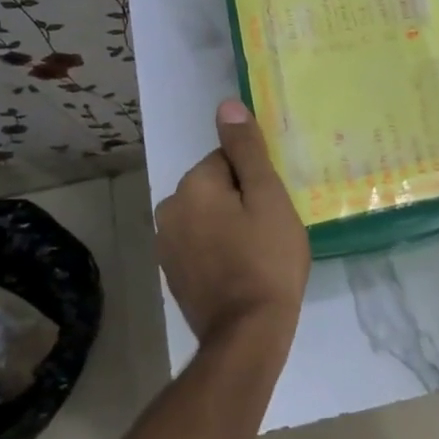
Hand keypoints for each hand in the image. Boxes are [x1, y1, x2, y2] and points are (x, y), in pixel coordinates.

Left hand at [155, 99, 310, 353]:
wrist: (247, 332)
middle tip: (269, 229)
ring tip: (257, 251)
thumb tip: (226, 106)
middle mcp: (169, 209)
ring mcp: (165, 244)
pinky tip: (239, 269)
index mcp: (192, 186)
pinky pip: (199, 243)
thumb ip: (247, 150)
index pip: (228, 159)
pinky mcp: (172, 272)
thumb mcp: (267, 197)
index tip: (273, 206)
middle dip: (240, 200)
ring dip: (228, 224)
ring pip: (206, 215)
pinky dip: (217, 248)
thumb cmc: (266, 259)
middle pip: (214, 186)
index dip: (256, 180)